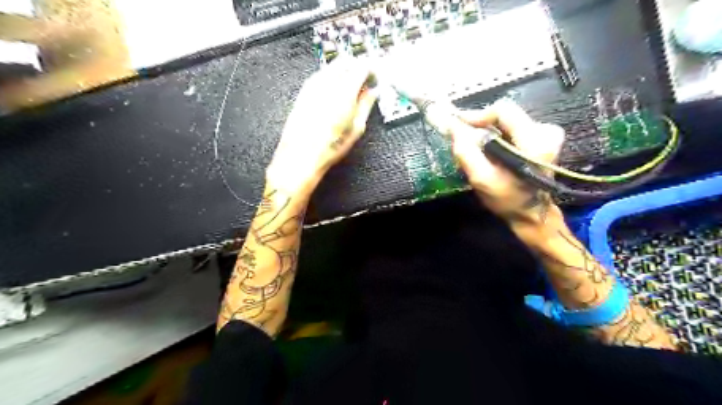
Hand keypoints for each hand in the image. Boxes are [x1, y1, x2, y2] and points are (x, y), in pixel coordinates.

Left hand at [264, 58, 378, 197]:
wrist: (301, 155)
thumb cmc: (327, 147)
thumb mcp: (356, 128)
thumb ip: (366, 105)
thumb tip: (372, 93)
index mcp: (344, 92)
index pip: (362, 66)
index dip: (372, 69)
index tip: (375, 76)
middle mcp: (327, 84)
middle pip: (346, 61)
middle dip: (358, 66)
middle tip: (365, 79)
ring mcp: (313, 85)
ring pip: (332, 66)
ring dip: (344, 71)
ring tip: (351, 87)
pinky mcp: (304, 91)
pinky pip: (321, 75)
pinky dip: (331, 77)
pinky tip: (335, 92)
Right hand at [450, 98, 563, 224]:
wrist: (531, 213)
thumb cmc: (507, 199)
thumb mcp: (482, 180)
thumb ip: (466, 152)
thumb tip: (452, 126)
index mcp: (535, 141)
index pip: (503, 110)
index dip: (477, 115)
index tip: (457, 124)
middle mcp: (546, 131)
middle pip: (504, 114)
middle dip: (480, 124)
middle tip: (461, 136)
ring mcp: (546, 133)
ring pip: (506, 121)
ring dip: (487, 131)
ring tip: (474, 146)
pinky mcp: (543, 137)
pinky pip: (511, 127)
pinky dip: (496, 135)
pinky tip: (489, 149)